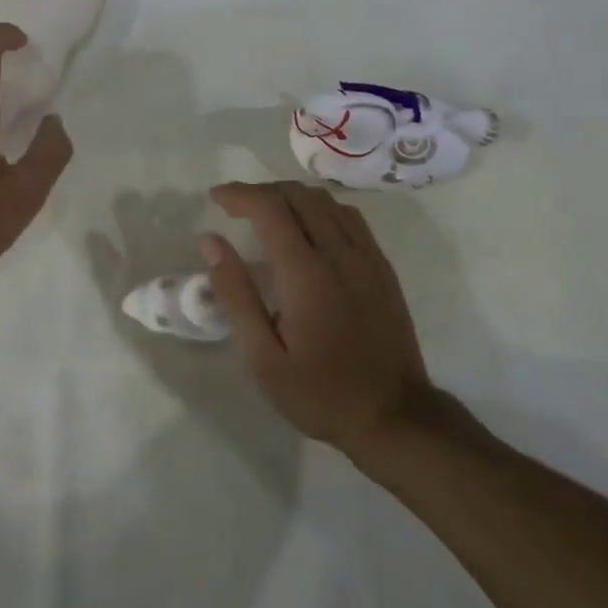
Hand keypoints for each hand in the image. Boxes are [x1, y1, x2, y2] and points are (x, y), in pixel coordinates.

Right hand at [204, 182, 433, 459]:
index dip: (240, 194)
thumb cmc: (320, 392)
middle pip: (298, 195)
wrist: (395, 416)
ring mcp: (366, 257)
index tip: (216, 197)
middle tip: (236, 207)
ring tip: (268, 213)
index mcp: (306, 273)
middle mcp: (339, 253)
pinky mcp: (382, 266)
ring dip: (292, 196)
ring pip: (326, 201)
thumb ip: (237, 295)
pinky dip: (321, 208)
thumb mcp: (264, 358)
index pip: (270, 208)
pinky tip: (310, 227)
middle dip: (262, 191)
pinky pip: (350, 217)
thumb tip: (212, 243)